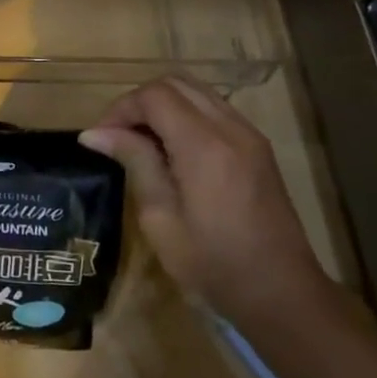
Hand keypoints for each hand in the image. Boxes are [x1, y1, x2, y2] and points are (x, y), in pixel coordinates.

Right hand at [79, 75, 326, 323]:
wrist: (281, 294)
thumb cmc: (213, 264)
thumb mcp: (160, 218)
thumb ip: (135, 163)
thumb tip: (95, 133)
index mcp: (204, 146)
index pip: (154, 96)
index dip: (121, 108)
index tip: (101, 139)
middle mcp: (231, 129)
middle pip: (176, 83)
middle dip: (139, 102)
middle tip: (117, 136)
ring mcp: (250, 136)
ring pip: (197, 93)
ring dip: (163, 107)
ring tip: (141, 142)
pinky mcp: (258, 148)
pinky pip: (214, 110)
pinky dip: (185, 116)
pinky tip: (172, 151)